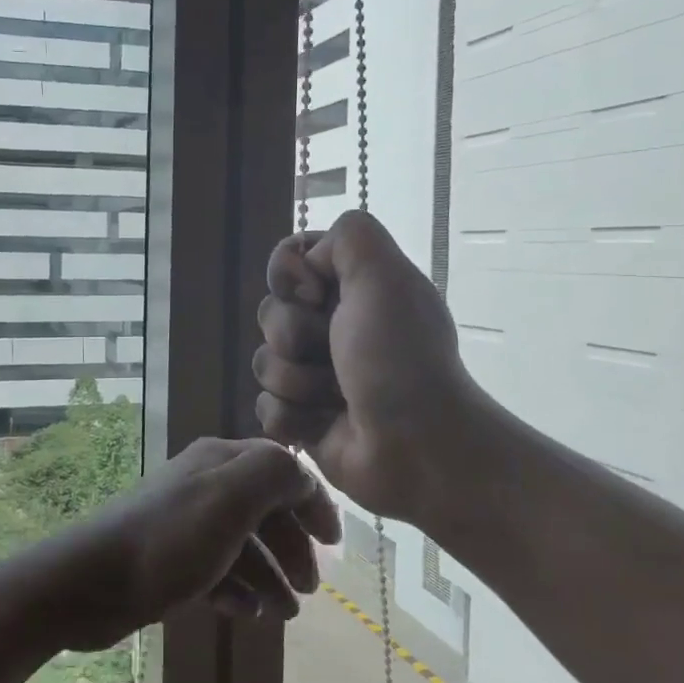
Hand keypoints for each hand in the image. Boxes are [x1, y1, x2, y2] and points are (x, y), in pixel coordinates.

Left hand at [41, 437, 341, 651]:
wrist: (92, 582)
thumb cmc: (169, 539)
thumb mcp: (231, 497)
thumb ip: (276, 475)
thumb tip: (303, 477)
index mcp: (220, 461)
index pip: (281, 468)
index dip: (311, 501)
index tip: (333, 543)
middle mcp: (204, 485)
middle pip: (264, 509)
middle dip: (292, 547)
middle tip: (310, 590)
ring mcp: (185, 523)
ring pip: (243, 545)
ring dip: (270, 576)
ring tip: (284, 615)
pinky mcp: (169, 559)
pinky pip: (216, 571)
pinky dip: (237, 590)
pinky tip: (245, 614)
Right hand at [254, 210, 474, 519]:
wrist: (419, 447)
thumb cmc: (400, 358)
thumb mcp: (385, 275)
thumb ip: (348, 235)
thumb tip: (309, 262)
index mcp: (353, 290)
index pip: (289, 262)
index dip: (290, 276)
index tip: (316, 295)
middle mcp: (332, 327)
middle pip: (270, 312)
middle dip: (294, 334)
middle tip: (333, 352)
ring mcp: (315, 375)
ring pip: (264, 362)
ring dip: (297, 380)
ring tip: (335, 397)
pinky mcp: (303, 420)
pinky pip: (266, 407)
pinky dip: (292, 417)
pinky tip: (322, 425)